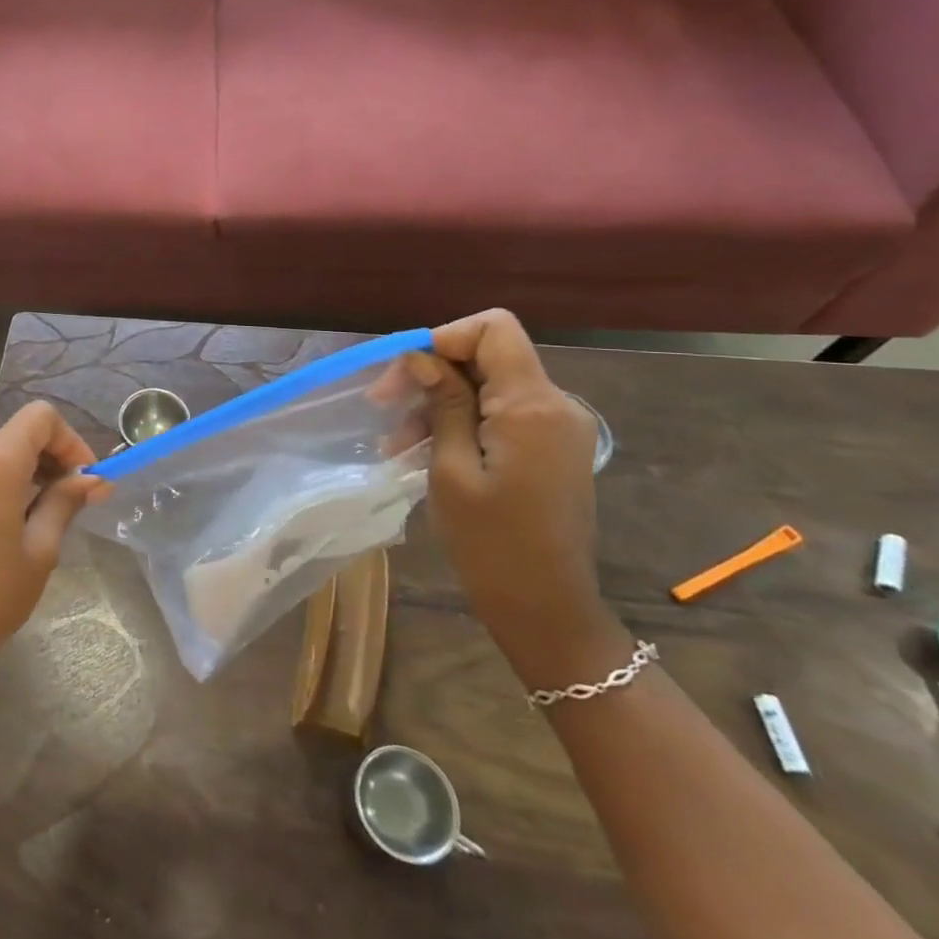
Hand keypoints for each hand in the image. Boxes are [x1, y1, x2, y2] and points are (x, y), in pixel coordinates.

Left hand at [0, 401, 109, 708]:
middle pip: (16, 436)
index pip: (40, 417)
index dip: (70, 440)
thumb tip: (94, 480)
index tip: (85, 478)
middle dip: (49, 458)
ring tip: (42, 515)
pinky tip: (6, 524)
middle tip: (73, 498)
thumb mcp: (41, 549)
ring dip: (23, 473)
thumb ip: (65, 501)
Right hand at [405, 309, 625, 685]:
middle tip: (382, 404)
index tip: (405, 372)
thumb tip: (425, 356)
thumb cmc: (490, 542)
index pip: (494, 329)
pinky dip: (460, 422)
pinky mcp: (551, 448)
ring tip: (395, 442)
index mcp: (532, 406)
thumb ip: (443, 403)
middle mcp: (555, 405)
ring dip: (438, 402)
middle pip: (487, 355)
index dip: (444, 337)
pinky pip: (500, 414)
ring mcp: (557, 428)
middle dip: (431, 372)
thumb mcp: (450, 468)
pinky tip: (423, 451)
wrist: (546, 609)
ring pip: (488, 385)